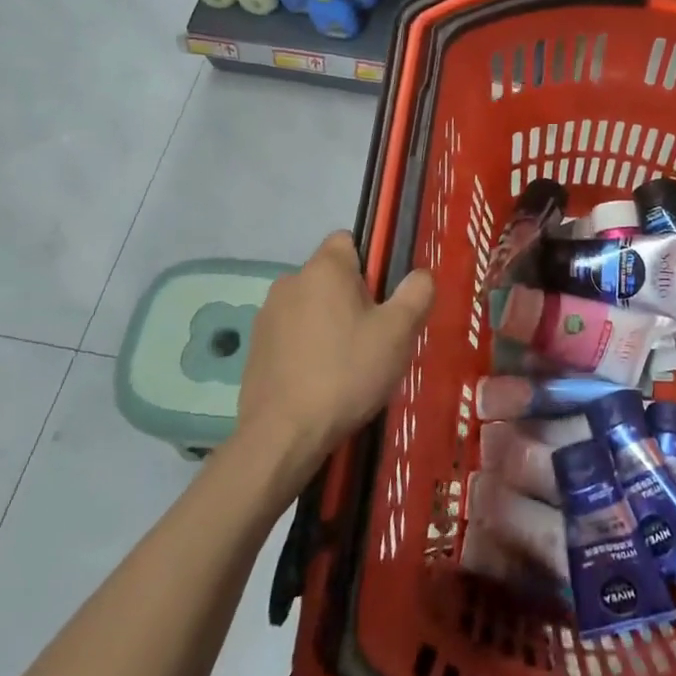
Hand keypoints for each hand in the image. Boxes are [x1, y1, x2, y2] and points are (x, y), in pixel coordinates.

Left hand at [238, 232, 433, 473]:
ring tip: (348, 364)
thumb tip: (420, 275)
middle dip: (352, 298)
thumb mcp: (398, 333)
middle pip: (331, 276)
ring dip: (329, 324)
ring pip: (311, 306)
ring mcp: (267, 315)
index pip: (348, 240)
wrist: (283, 435)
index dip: (371, 263)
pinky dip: (307, 348)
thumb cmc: (347, 373)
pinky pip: (291, 334)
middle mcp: (290, 281)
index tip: (383, 298)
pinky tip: (320, 381)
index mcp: (324, 268)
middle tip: (374, 337)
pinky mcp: (255, 348)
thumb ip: (416, 294)